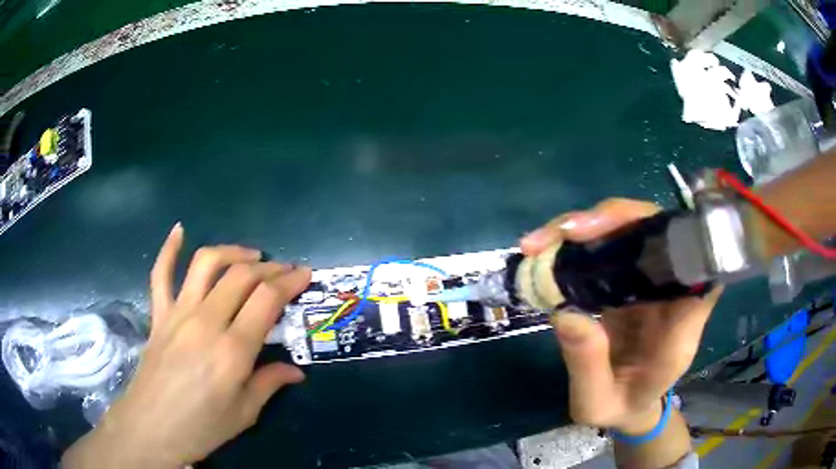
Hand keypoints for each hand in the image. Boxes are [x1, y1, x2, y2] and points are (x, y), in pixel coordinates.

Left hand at [63, 223, 311, 468]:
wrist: (151, 427)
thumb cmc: (201, 427)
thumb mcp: (244, 414)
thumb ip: (269, 384)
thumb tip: (296, 371)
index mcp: (232, 351)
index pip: (267, 300)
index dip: (289, 281)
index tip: (304, 275)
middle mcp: (205, 322)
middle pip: (240, 276)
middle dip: (269, 267)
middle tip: (284, 270)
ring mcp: (177, 313)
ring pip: (206, 264)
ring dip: (231, 251)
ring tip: (250, 255)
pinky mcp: (158, 315)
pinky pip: (160, 274)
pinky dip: (169, 249)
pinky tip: (179, 230)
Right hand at [521, 198, 720, 434]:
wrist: (629, 402)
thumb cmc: (622, 405)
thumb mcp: (597, 403)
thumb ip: (587, 367)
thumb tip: (564, 313)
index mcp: (682, 322)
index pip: (698, 261)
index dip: (672, 236)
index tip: (632, 236)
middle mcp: (674, 288)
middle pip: (658, 230)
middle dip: (612, 221)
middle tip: (564, 232)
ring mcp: (652, 278)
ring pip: (631, 228)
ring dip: (588, 226)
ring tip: (540, 243)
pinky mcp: (631, 275)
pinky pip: (611, 244)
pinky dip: (579, 241)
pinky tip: (547, 249)